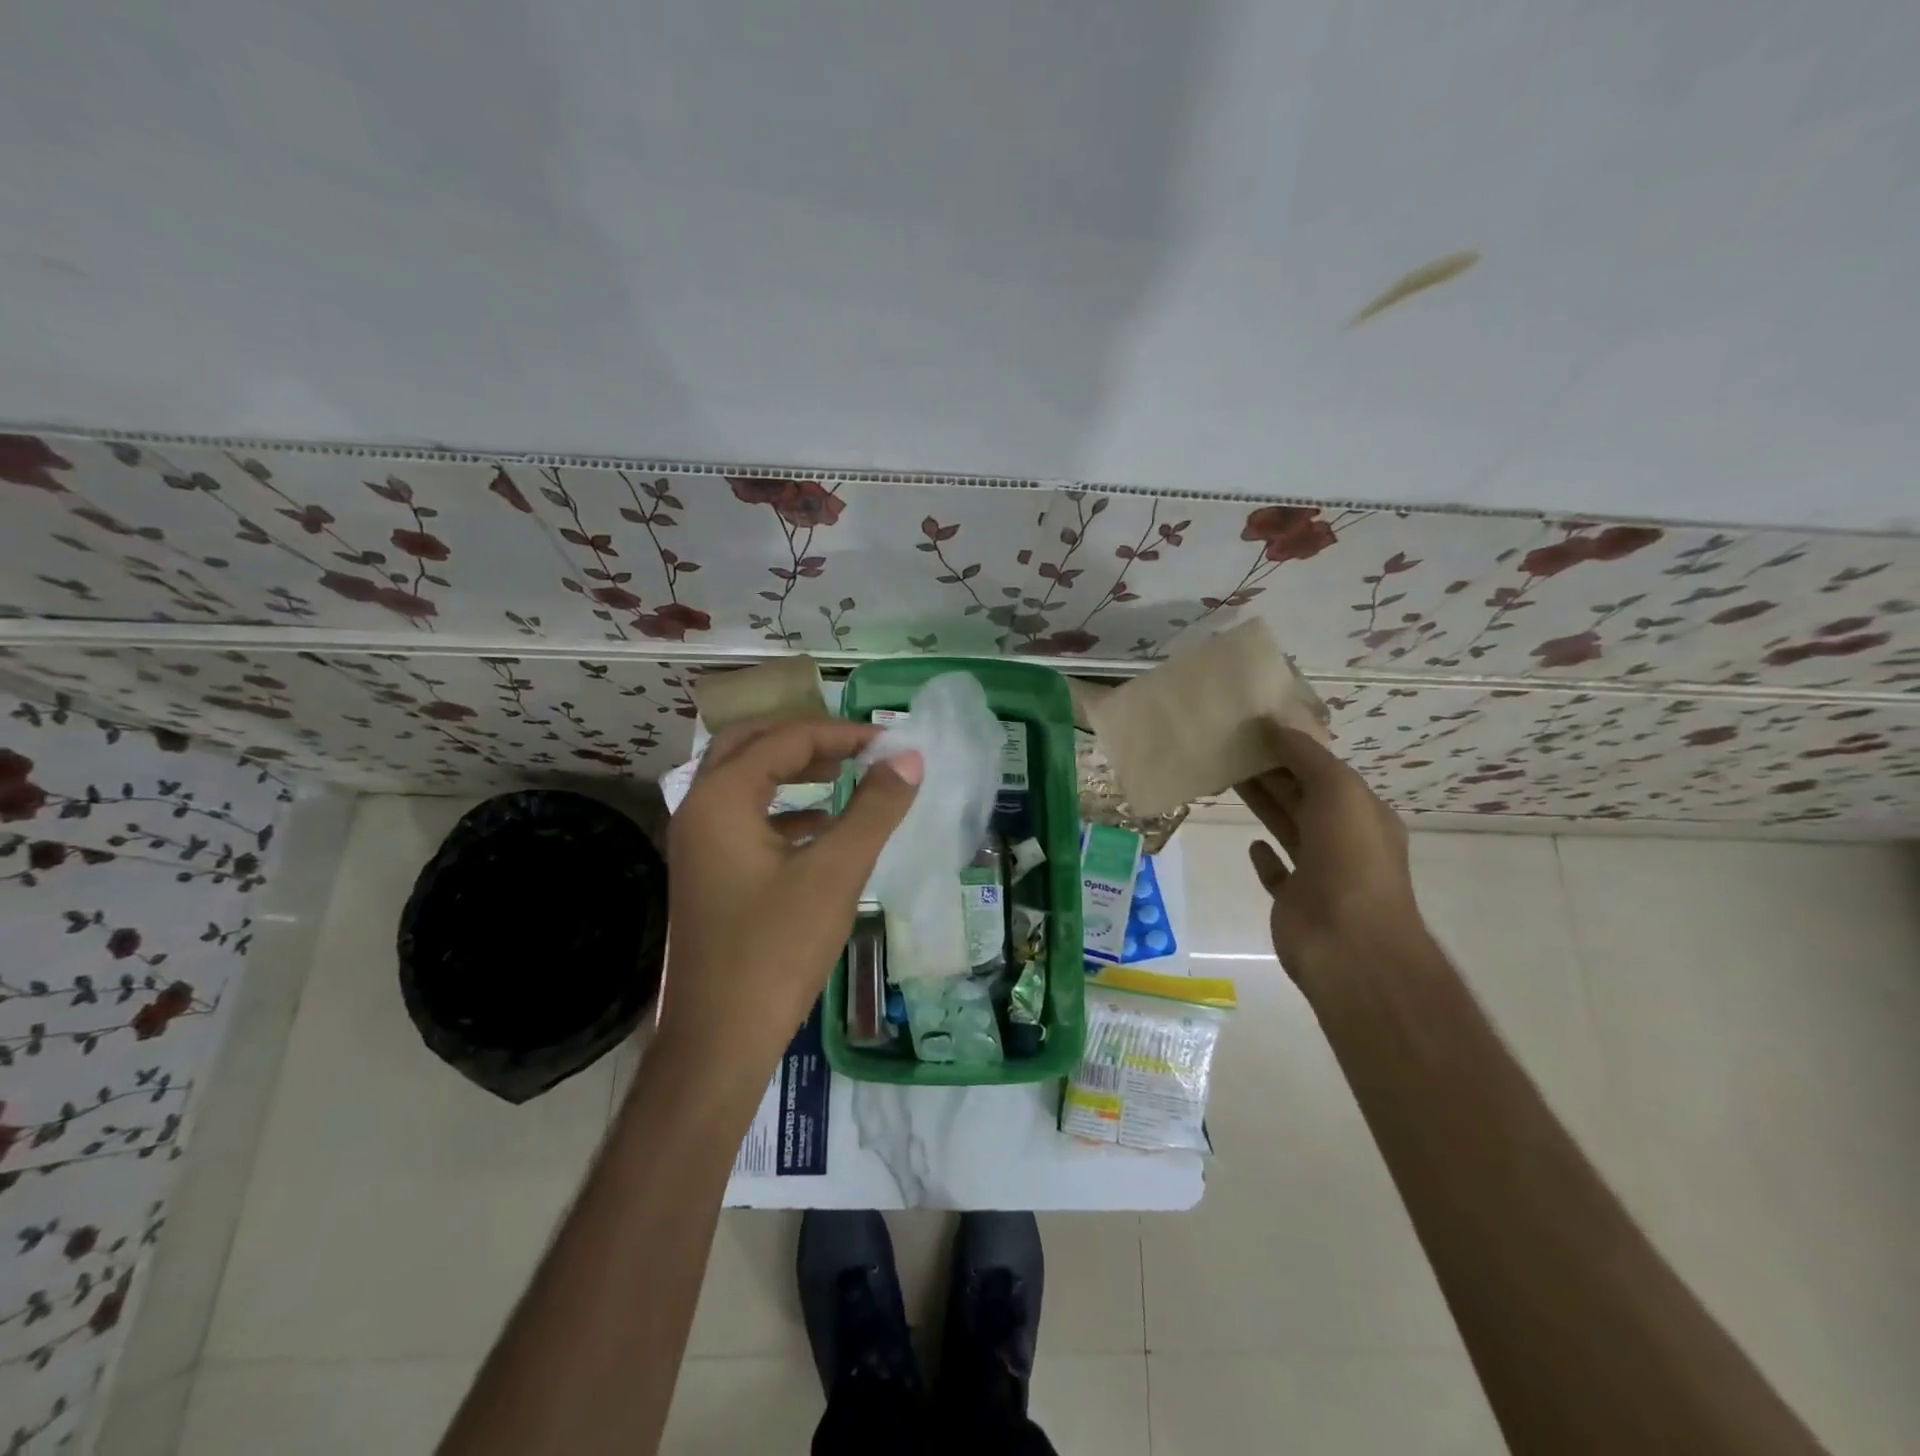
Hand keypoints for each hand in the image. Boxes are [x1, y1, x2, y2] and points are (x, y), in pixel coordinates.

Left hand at [661, 718, 920, 1065]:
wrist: (719, 1040)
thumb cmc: (776, 950)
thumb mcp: (835, 872)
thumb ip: (873, 809)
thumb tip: (909, 759)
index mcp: (721, 799)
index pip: (784, 739)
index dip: (840, 733)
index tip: (889, 742)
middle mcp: (699, 810)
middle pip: (751, 745)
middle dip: (806, 738)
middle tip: (856, 746)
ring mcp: (698, 843)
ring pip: (745, 781)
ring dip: (792, 769)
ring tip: (844, 772)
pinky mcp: (709, 873)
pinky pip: (746, 818)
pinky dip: (784, 808)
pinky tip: (823, 825)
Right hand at [1235, 724, 1423, 984]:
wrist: (1349, 943)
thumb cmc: (1349, 860)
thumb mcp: (1338, 792)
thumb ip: (1306, 756)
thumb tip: (1275, 722)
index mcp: (1363, 813)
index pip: (1325, 771)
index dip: (1294, 749)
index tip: (1257, 728)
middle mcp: (1344, 840)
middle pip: (1304, 796)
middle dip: (1273, 772)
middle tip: (1232, 748)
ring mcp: (1320, 872)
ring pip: (1288, 828)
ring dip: (1264, 803)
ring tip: (1230, 778)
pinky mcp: (1294, 900)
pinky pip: (1278, 872)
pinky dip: (1265, 857)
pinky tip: (1251, 843)